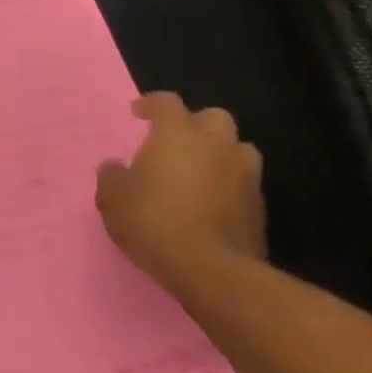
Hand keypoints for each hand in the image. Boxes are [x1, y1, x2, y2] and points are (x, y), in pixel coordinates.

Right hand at [95, 92, 267, 284]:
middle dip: (196, 126)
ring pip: (237, 150)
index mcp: (178, 133)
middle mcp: (217, 144)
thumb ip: (112, 176)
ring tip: (200, 174)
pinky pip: (243, 185)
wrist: (211, 270)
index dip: (151, 104)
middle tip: (177, 144)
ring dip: (220, 156)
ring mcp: (245, 174)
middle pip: (212, 118)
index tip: (138, 113)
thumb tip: (115, 167)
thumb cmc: (154, 221)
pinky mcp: (259, 207)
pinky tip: (213, 206)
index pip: (166, 102)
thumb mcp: (113, 199)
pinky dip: (229, 188)